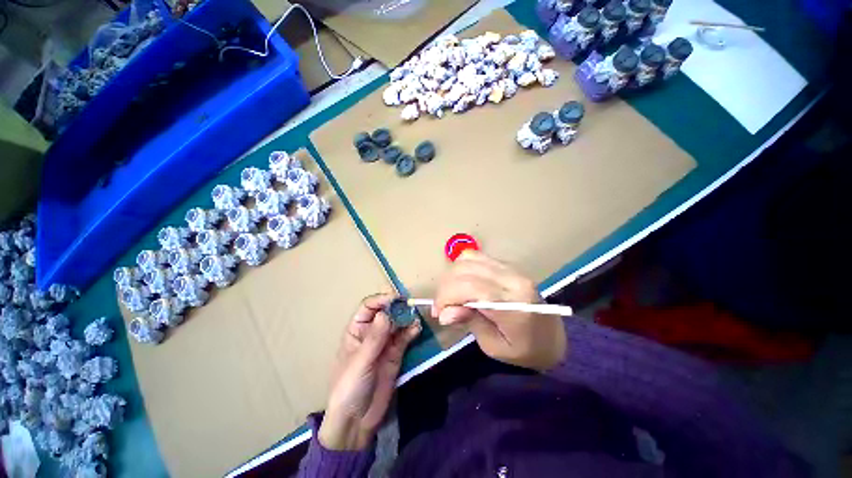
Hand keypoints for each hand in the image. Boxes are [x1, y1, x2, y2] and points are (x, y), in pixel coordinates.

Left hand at [319, 294, 421, 450]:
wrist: (357, 421)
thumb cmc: (349, 387)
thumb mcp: (360, 362)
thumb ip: (374, 338)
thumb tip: (385, 313)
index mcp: (356, 330)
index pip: (368, 307)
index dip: (381, 300)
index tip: (396, 299)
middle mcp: (372, 333)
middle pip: (386, 313)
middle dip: (397, 308)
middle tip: (410, 307)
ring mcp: (385, 343)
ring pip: (397, 324)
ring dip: (406, 319)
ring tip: (416, 318)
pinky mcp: (396, 354)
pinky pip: (405, 338)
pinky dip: (411, 331)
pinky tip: (417, 329)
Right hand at [432, 251, 566, 370]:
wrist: (554, 337)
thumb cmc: (526, 350)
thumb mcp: (495, 347)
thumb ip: (470, 323)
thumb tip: (444, 312)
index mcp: (512, 304)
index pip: (469, 287)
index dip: (446, 296)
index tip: (438, 313)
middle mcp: (512, 278)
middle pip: (465, 269)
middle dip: (445, 287)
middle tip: (442, 307)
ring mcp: (510, 268)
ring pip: (468, 258)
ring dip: (452, 276)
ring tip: (451, 295)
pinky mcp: (507, 265)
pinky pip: (477, 257)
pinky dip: (462, 268)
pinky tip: (462, 284)